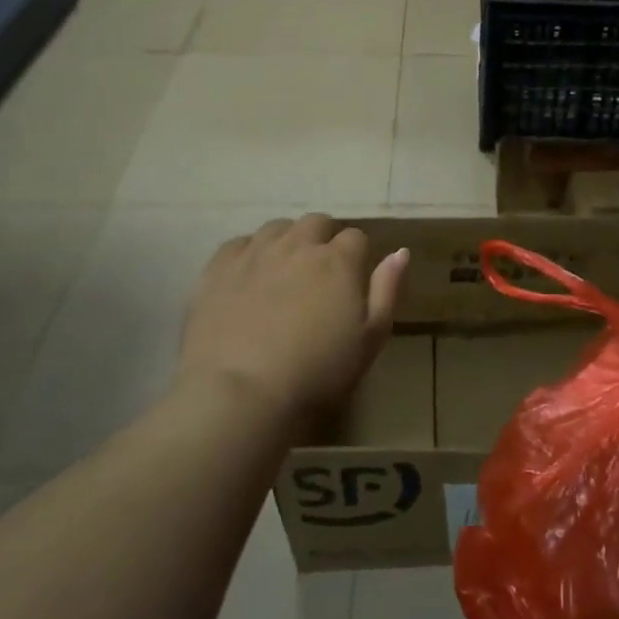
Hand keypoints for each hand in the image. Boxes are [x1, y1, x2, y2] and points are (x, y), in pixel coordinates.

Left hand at [176, 215, 408, 428]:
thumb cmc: (316, 373)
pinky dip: (249, 254)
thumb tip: (400, 252)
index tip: (351, 283)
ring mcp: (255, 253)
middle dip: (323, 241)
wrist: (240, 395)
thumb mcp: (370, 339)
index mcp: (338, 260)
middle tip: (319, 277)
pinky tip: (249, 278)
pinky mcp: (218, 268)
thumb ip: (387, 291)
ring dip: (287, 242)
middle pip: (316, 223)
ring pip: (277, 228)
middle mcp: (297, 245)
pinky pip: (239, 244)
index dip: (357, 257)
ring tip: (283, 274)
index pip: (356, 238)